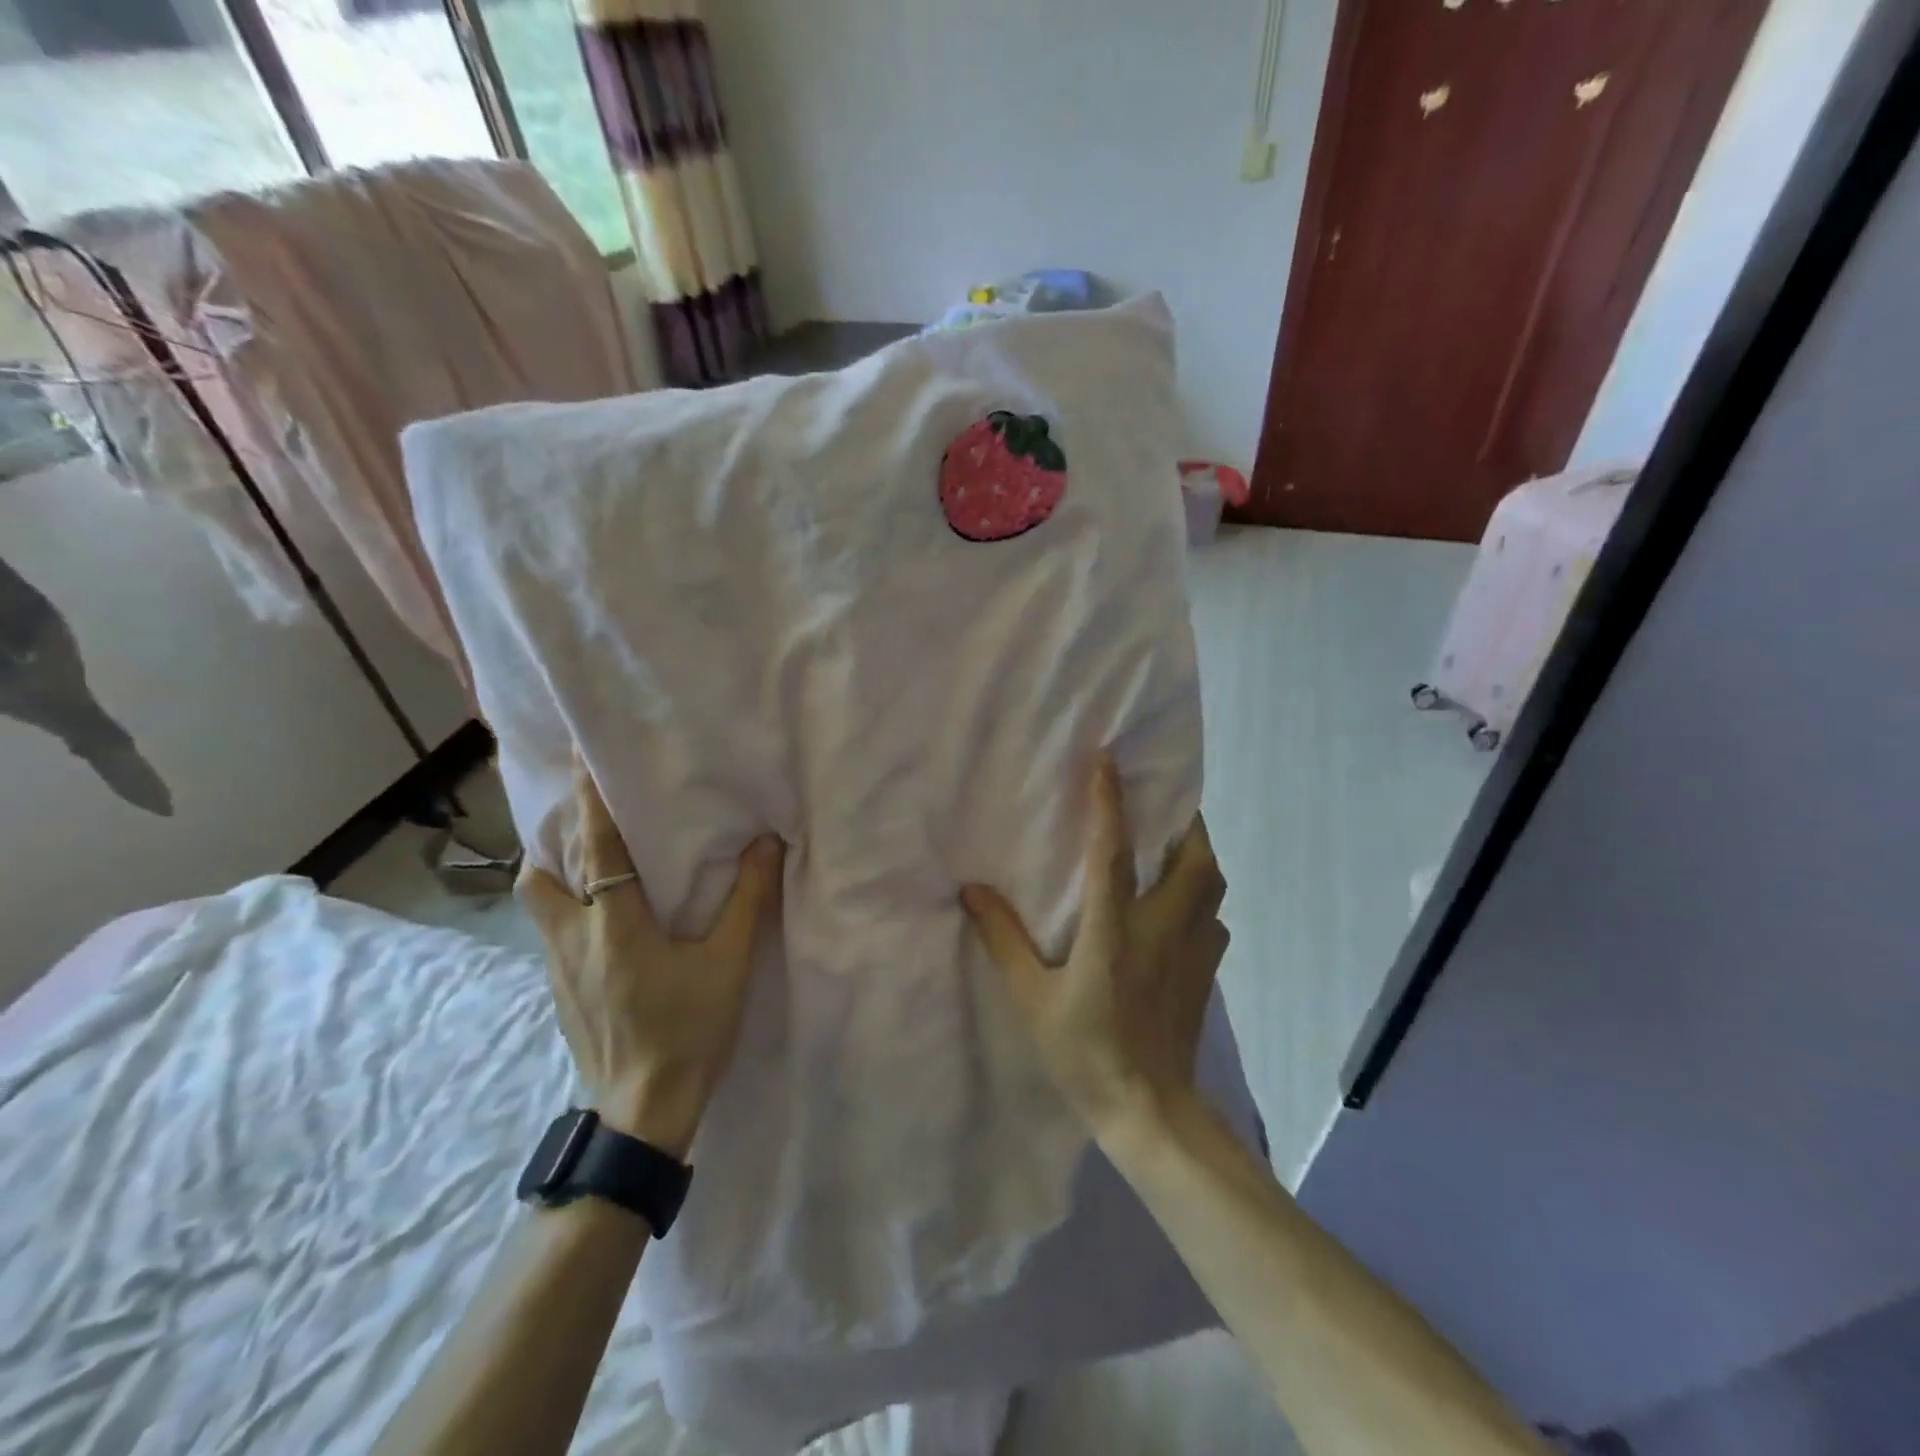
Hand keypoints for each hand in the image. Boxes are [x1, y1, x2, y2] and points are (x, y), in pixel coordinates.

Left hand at [518, 758, 784, 1157]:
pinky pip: (551, 930)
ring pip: (538, 903)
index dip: (590, 799)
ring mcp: (558, 969)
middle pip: (539, 874)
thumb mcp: (729, 963)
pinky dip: (564, 905)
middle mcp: (573, 939)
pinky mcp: (560, 993)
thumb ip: (748, 900)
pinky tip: (600, 917)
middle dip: (553, 836)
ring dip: (553, 871)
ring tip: (587, 858)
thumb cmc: (688, 1030)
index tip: (583, 758)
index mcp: (614, 925)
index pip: (596, 848)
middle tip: (584, 814)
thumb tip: (766, 843)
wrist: (642, 1113)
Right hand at [961, 756, 1227, 1138]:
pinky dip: (1202, 895)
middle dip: (1184, 821)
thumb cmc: (1084, 1053)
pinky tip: (1182, 903)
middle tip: (1163, 801)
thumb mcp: (1031, 998)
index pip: (1113, 853)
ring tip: (1174, 842)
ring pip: (1212, 884)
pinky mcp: (1206, 972)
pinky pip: (1214, 916)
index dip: (1110, 802)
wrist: (1149, 1111)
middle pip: (1193, 858)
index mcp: (1113, 931)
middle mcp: (1161, 929)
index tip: (1108, 760)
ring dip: (1198, 853)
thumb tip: (972, 891)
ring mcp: (1192, 950)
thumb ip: (1003, 940)